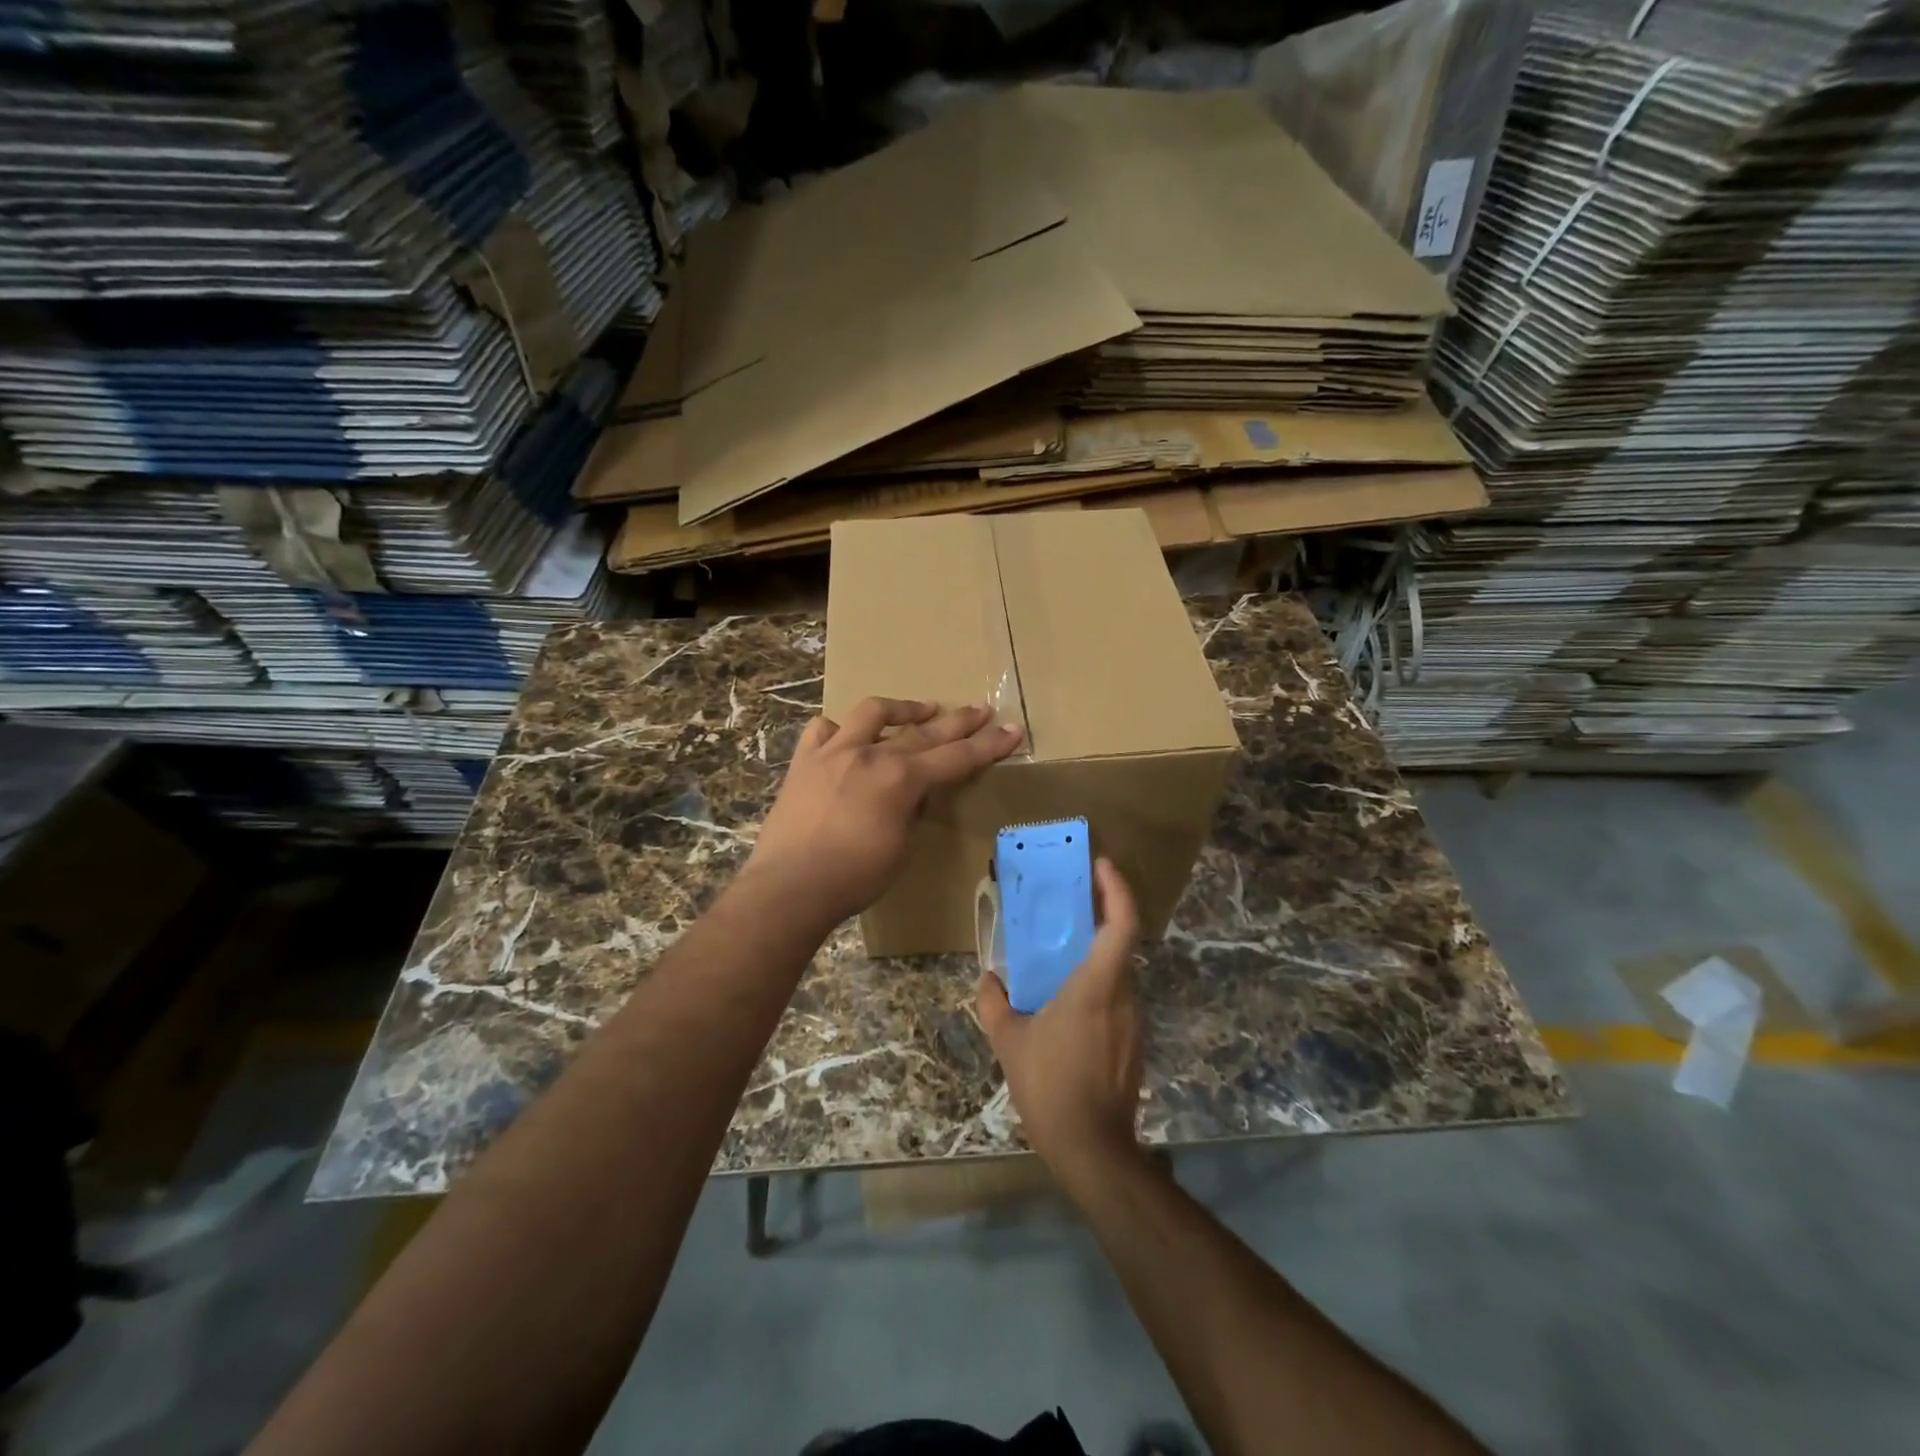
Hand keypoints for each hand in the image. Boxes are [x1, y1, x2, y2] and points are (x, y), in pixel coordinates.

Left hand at [744, 697, 1021, 928]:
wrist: (790, 887)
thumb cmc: (854, 878)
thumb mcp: (901, 849)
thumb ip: (912, 812)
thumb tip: (913, 794)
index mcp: (901, 779)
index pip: (956, 758)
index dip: (988, 746)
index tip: (1012, 730)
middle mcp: (870, 755)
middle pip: (925, 732)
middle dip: (958, 722)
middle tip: (981, 710)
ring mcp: (834, 753)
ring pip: (872, 714)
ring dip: (902, 710)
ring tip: (922, 710)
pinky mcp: (804, 762)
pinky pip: (823, 730)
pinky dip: (840, 729)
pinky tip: (848, 735)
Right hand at [976, 859, 1143, 1183]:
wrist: (1093, 1149)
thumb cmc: (1050, 1086)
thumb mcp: (1009, 1042)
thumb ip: (995, 1003)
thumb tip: (989, 979)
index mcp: (1096, 986)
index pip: (1121, 925)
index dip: (1117, 890)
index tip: (1102, 865)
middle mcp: (1123, 996)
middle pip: (1121, 942)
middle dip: (1101, 915)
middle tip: (1070, 900)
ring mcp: (1133, 1021)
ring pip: (1118, 972)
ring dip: (1096, 952)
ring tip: (1061, 950)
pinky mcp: (1133, 1042)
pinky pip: (1117, 998)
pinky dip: (1097, 983)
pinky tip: (1068, 1000)